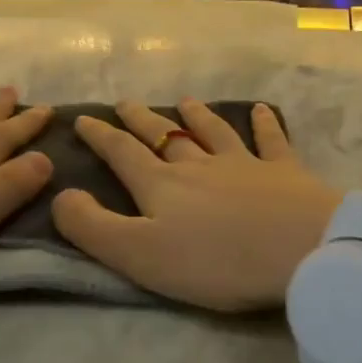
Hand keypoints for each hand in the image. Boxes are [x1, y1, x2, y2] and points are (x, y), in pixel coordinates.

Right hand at [51, 98, 339, 311]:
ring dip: (196, 116)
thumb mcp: (140, 255)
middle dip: (140, 120)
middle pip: (164, 136)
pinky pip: (270, 140)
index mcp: (161, 186)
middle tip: (125, 102)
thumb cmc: (216, 261)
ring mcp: (244, 164)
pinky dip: (264, 124)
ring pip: (213, 132)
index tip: (82, 118)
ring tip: (184, 101)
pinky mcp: (284, 172)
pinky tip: (262, 110)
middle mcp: (199, 166)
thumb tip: (60, 195)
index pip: (122, 154)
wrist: (301, 251)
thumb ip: (93, 227)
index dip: (100, 136)